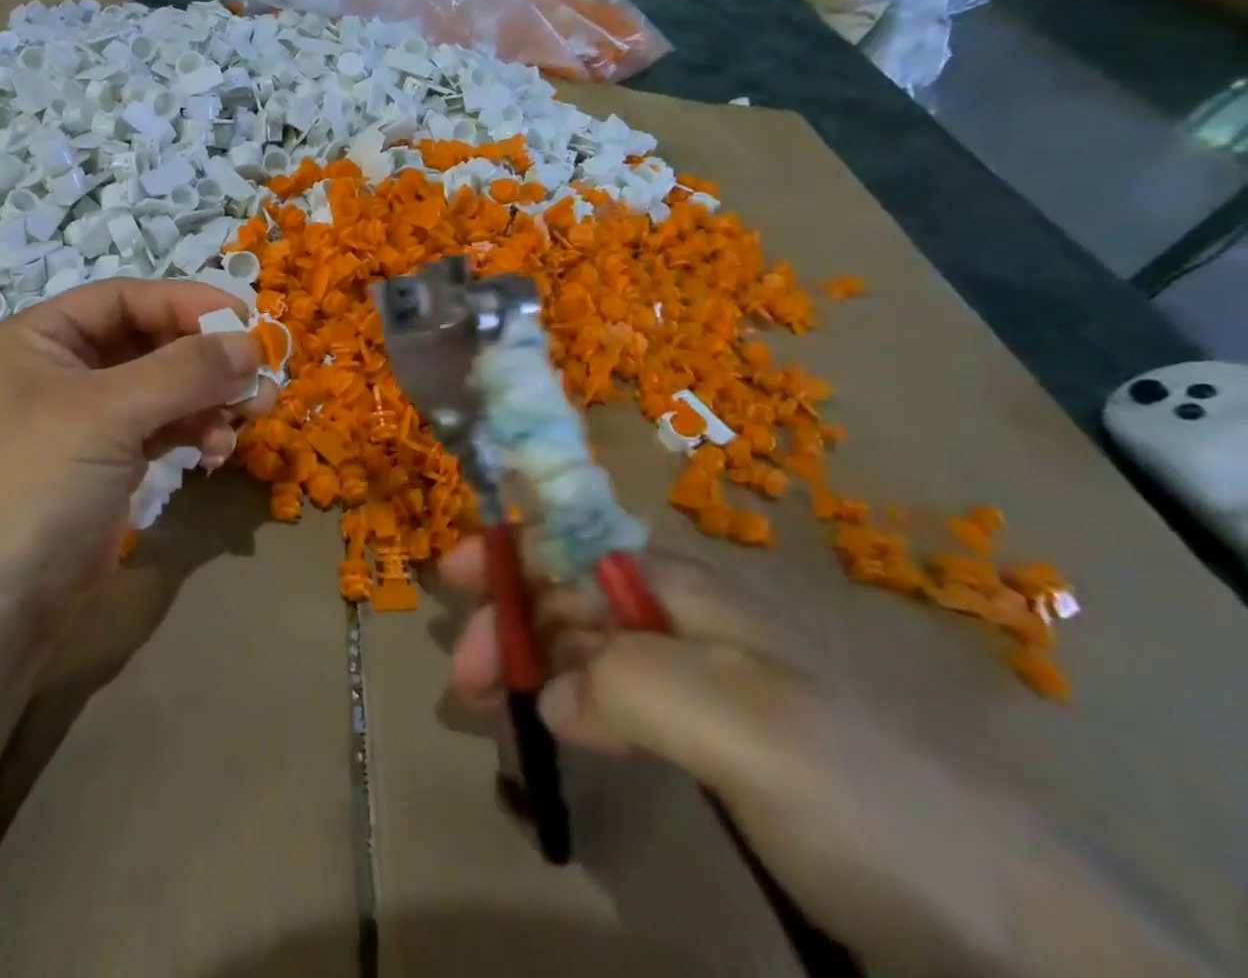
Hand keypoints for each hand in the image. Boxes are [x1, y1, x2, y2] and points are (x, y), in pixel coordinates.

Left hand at [0, 279, 274, 629]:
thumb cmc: (38, 486)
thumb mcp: (110, 415)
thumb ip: (185, 371)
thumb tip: (252, 344)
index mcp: (38, 338)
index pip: (124, 299)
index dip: (186, 303)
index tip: (244, 319)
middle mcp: (60, 368)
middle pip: (149, 341)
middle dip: (205, 357)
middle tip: (258, 372)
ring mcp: (85, 417)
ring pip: (164, 385)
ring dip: (209, 396)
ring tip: (253, 414)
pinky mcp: (108, 459)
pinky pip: (163, 425)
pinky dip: (196, 429)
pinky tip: (219, 450)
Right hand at [441, 542, 1213, 977]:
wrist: (1005, 912)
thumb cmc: (859, 785)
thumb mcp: (740, 721)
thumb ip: (628, 684)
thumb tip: (551, 693)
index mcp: (683, 589)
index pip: (572, 542)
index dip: (508, 548)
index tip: (448, 575)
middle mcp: (683, 617)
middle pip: (569, 594)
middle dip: (508, 620)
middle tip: (464, 680)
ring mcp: (700, 678)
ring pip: (588, 648)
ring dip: (533, 665)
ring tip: (498, 713)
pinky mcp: (713, 737)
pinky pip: (616, 701)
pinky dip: (571, 707)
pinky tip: (562, 737)